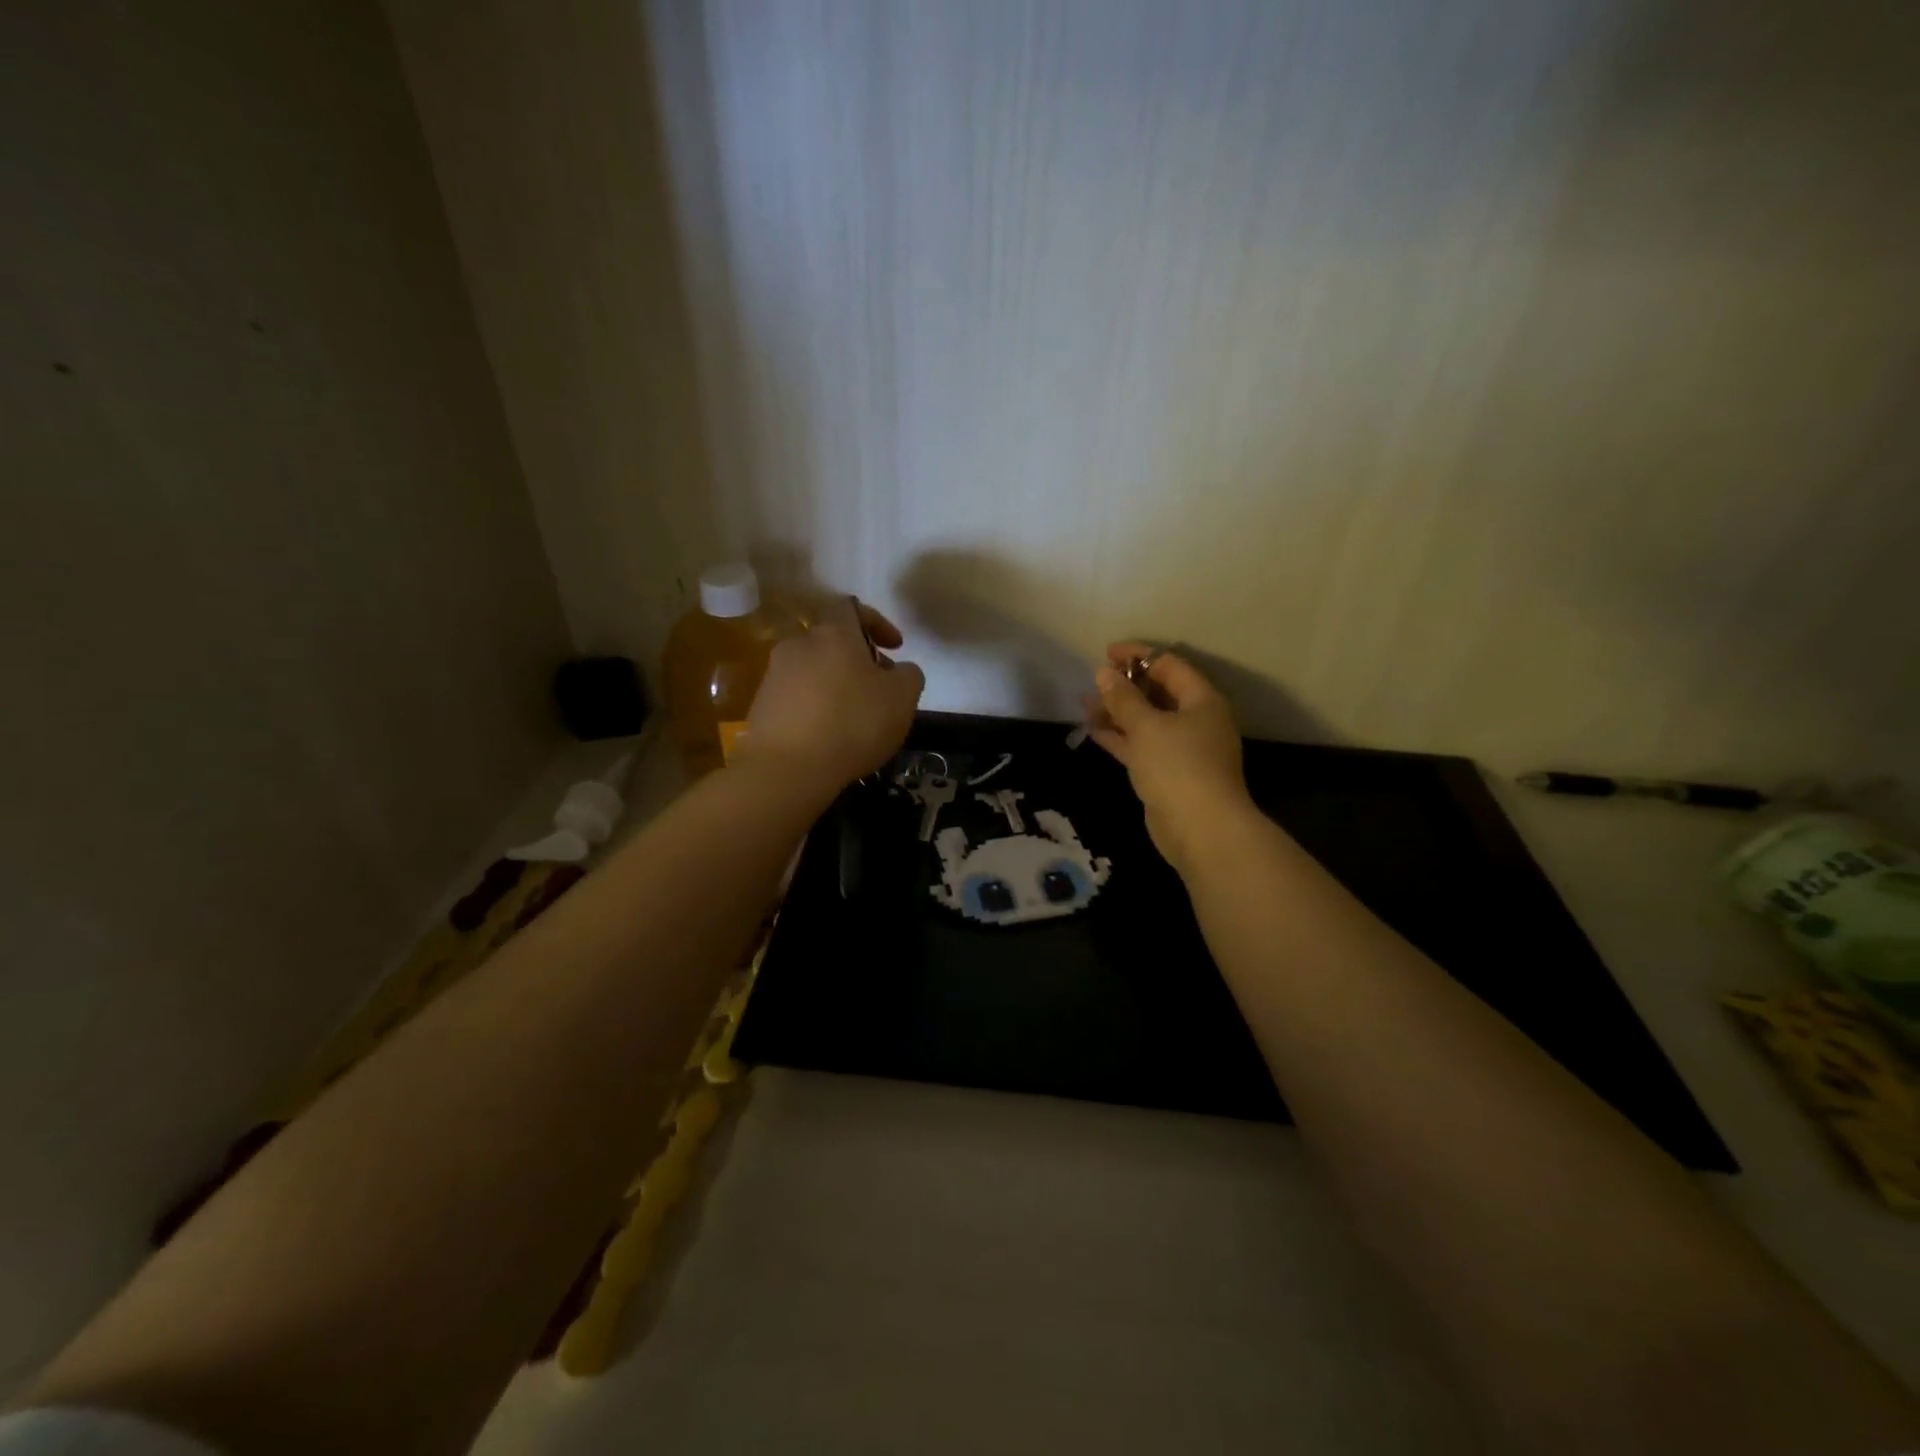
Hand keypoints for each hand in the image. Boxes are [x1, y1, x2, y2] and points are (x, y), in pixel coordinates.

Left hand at [739, 597, 924, 795]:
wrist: (787, 768)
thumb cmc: (853, 723)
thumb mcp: (903, 698)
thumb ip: (909, 675)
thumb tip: (900, 671)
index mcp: (834, 633)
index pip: (852, 607)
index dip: (877, 622)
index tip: (895, 648)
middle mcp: (799, 644)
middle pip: (832, 641)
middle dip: (857, 659)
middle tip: (878, 687)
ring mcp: (774, 675)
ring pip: (813, 669)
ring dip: (835, 684)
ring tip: (854, 716)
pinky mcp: (761, 705)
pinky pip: (796, 696)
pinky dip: (815, 706)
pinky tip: (828, 734)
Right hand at [1087, 642, 1252, 870]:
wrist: (1201, 830)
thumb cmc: (1178, 767)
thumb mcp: (1146, 726)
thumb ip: (1123, 698)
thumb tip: (1104, 673)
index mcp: (1202, 701)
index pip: (1169, 665)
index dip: (1138, 655)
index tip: (1105, 654)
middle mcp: (1197, 721)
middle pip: (1158, 693)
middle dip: (1124, 686)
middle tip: (1093, 683)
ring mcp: (1184, 749)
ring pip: (1147, 721)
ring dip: (1118, 713)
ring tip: (1084, 706)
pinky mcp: (1169, 774)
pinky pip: (1142, 746)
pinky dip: (1120, 738)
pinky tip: (1093, 731)